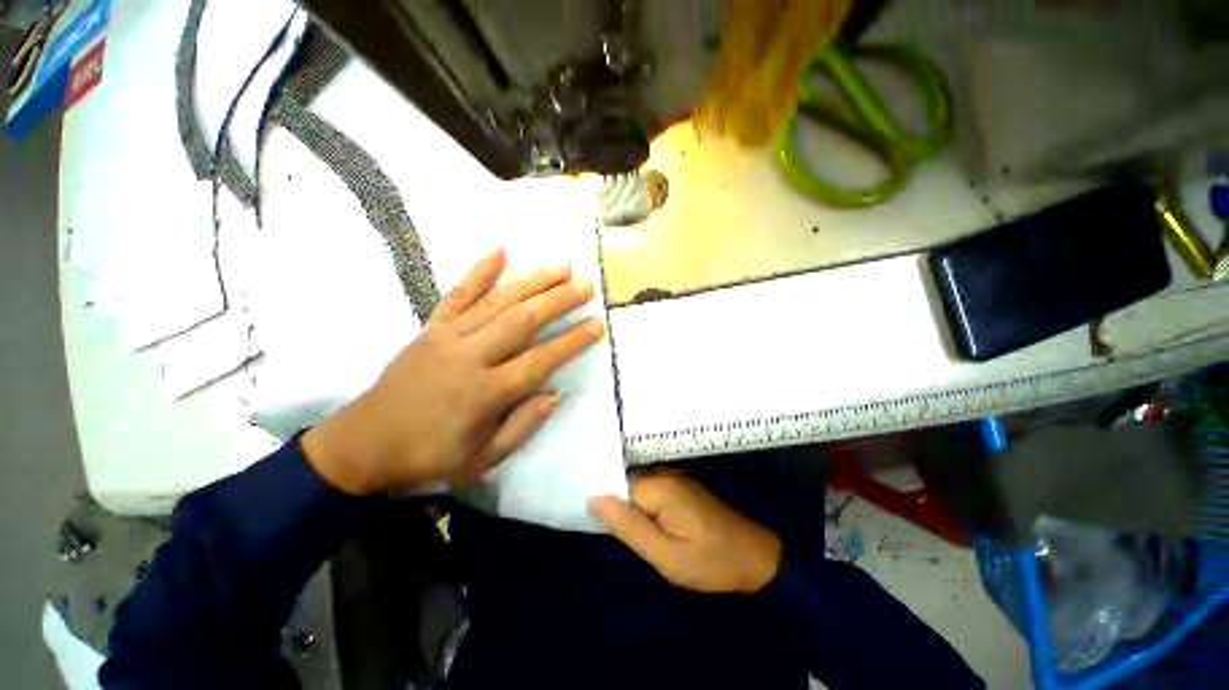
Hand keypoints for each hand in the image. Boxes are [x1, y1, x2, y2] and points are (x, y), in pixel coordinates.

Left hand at [303, 249, 603, 494]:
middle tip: (586, 285)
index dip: (572, 341)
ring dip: (533, 281)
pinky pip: (457, 294)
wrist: (363, 444)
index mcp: (485, 392)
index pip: (540, 360)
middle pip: (523, 320)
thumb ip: (522, 426)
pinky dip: (479, 271)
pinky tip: (500, 251)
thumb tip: (557, 393)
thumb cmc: (428, 457)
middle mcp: (470, 356)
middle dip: (559, 300)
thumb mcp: (481, 459)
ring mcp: (447, 337)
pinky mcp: (430, 328)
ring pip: (498, 301)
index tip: (597, 324)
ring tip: (561, 266)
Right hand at [589, 472, 782, 592]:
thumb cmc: (711, 562)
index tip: (586, 513)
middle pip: (625, 482)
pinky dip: (640, 505)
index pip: (615, 483)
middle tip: (602, 526)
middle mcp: (664, 474)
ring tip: (615, 524)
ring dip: (626, 504)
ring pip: (636, 486)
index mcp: (659, 486)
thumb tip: (594, 499)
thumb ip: (630, 527)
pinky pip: (650, 491)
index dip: (602, 498)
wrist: (755, 558)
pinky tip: (638, 521)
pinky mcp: (680, 488)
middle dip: (613, 501)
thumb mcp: (667, 556)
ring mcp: (674, 479)